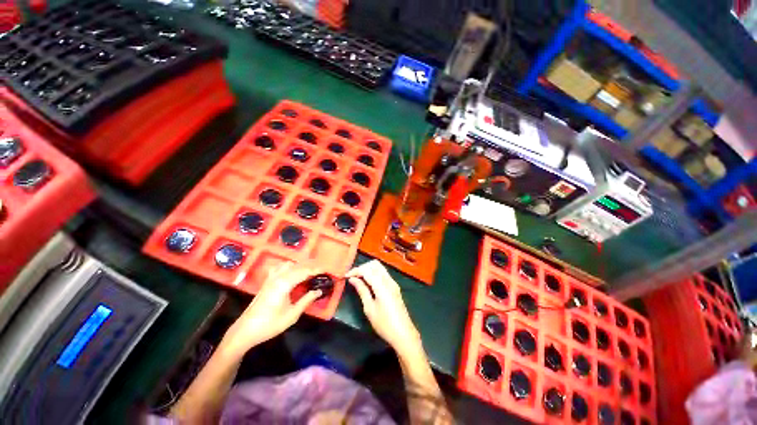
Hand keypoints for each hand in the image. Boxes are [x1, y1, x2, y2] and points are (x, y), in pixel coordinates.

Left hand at [220, 264, 322, 356]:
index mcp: (284, 284)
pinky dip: (289, 267)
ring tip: (309, 271)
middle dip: (310, 266)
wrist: (245, 330)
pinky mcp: (266, 282)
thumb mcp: (292, 315)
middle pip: (297, 266)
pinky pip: (279, 268)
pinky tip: (292, 272)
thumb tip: (319, 291)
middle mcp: (278, 277)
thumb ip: (306, 300)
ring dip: (300, 265)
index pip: (304, 272)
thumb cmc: (270, 324)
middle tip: (321, 269)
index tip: (326, 269)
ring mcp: (271, 278)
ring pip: (288, 265)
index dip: (316, 270)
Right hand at [347, 260, 423, 359]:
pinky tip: (367, 281)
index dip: (355, 270)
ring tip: (358, 278)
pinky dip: (374, 273)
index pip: (367, 270)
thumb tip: (352, 279)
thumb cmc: (384, 324)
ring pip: (379, 267)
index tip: (346, 276)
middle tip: (352, 276)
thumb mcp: (369, 308)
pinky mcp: (394, 286)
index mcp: (382, 285)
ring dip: (368, 269)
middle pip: (375, 264)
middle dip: (362, 267)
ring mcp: (393, 282)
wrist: (403, 334)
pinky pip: (383, 273)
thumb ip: (362, 290)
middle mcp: (389, 280)